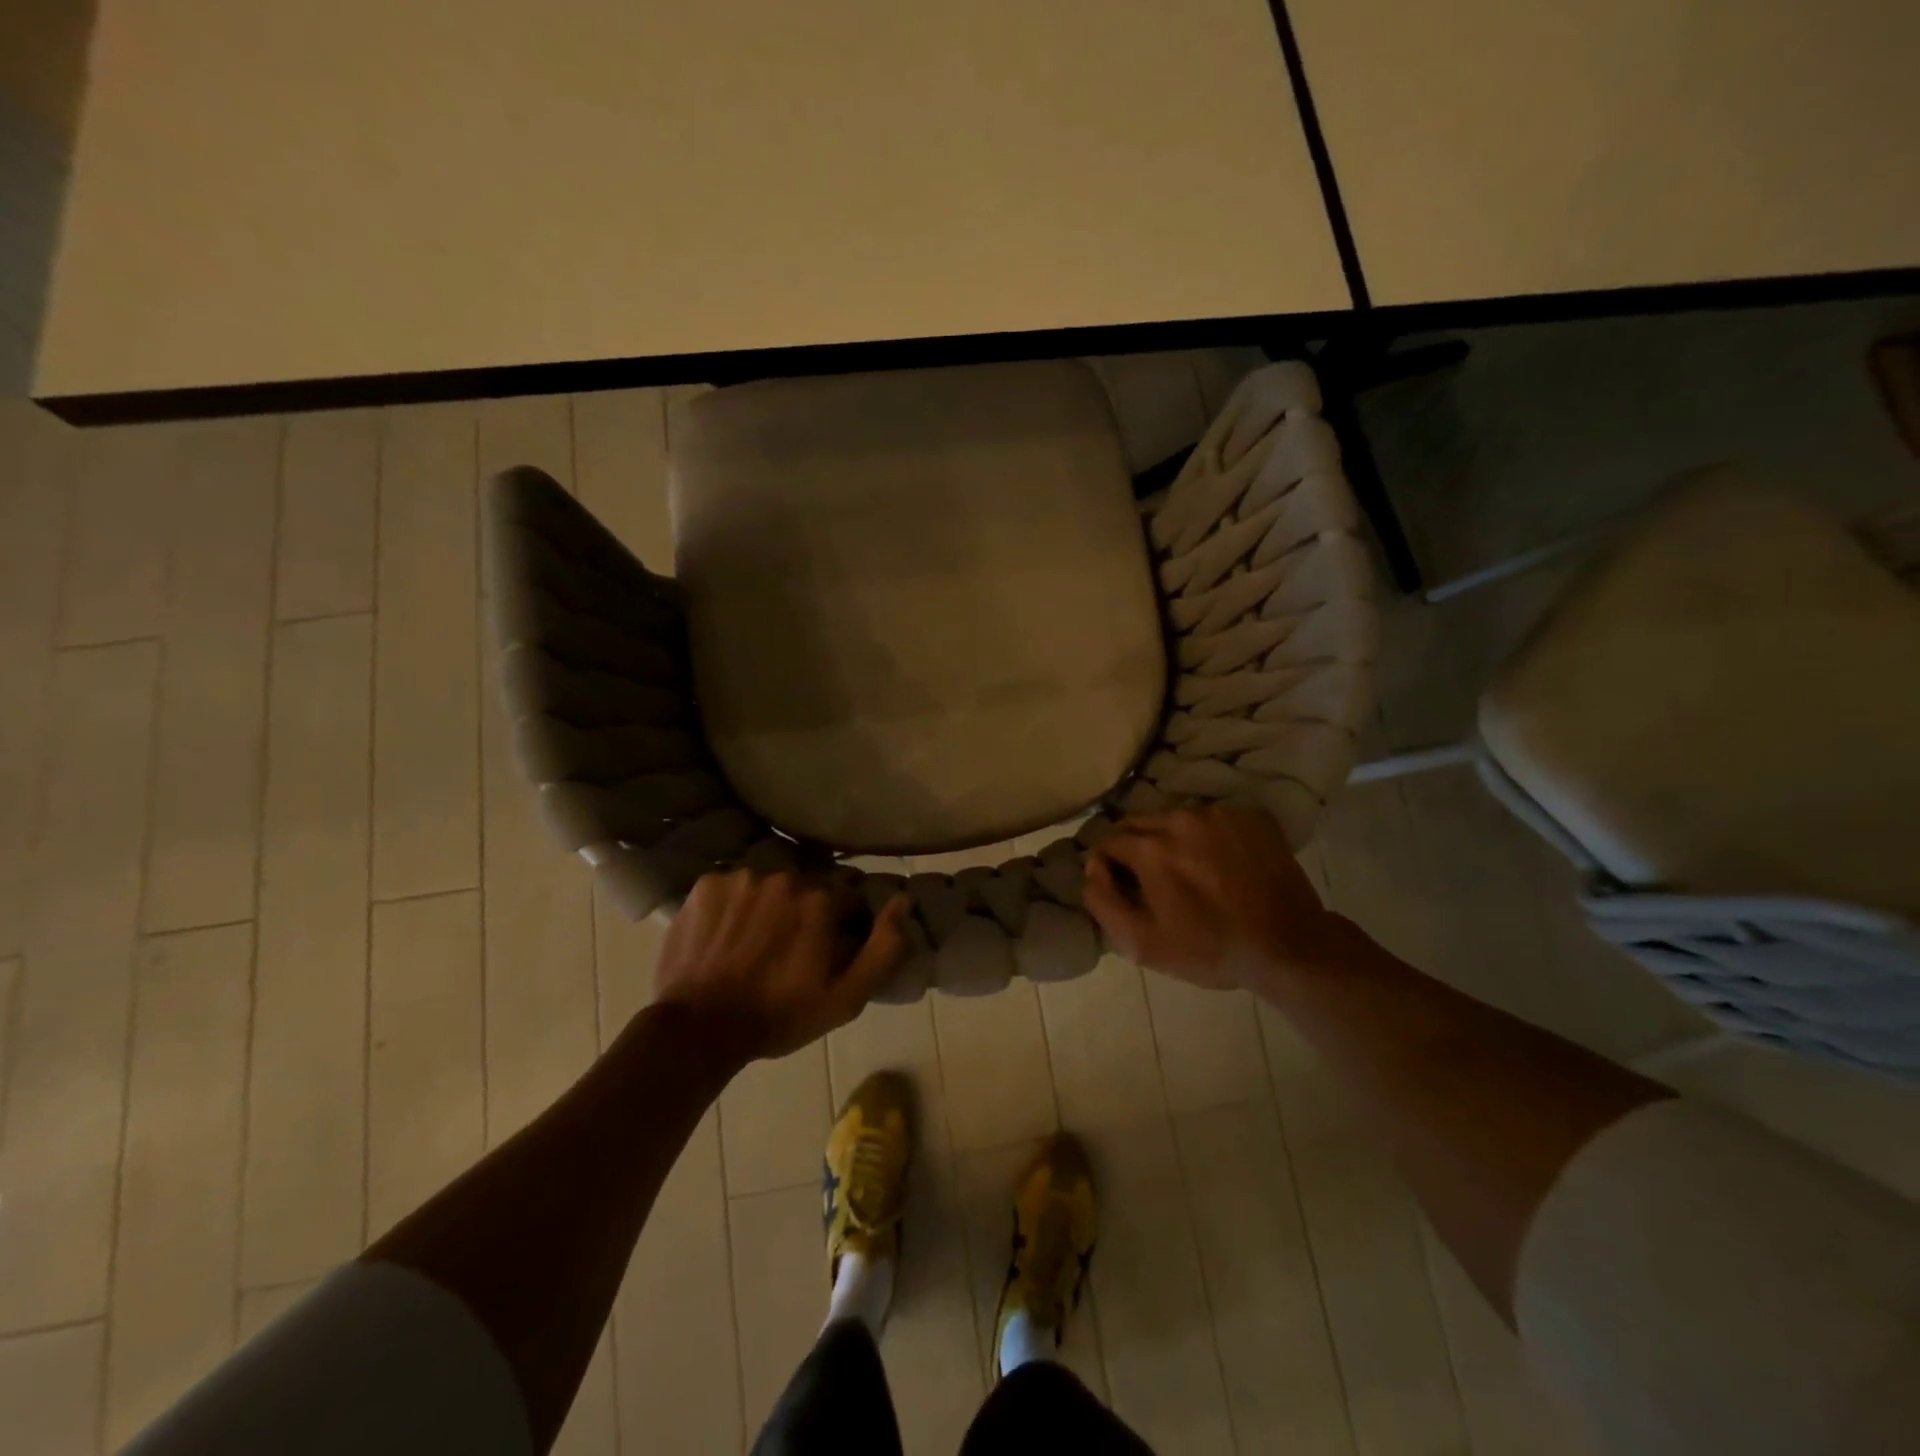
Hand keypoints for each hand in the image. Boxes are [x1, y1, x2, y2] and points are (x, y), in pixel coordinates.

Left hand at [654, 870, 911, 1060]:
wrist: (699, 1029)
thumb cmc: (779, 1016)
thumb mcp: (846, 997)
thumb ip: (884, 947)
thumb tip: (902, 901)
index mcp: (820, 899)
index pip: (847, 898)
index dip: (843, 925)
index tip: (829, 952)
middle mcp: (783, 876)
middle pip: (807, 887)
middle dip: (805, 912)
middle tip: (790, 951)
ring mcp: (740, 878)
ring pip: (768, 885)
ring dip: (769, 906)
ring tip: (754, 944)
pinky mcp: (705, 885)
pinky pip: (732, 888)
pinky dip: (734, 906)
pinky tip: (726, 937)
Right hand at [1084, 804, 1348, 989]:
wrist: (1290, 947)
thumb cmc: (1210, 949)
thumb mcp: (1142, 943)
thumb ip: (1102, 900)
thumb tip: (1091, 865)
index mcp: (1150, 847)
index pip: (1107, 840)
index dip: (1109, 864)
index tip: (1124, 886)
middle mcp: (1181, 818)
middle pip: (1139, 823)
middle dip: (1138, 847)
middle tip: (1156, 880)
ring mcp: (1220, 814)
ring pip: (1176, 818)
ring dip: (1174, 839)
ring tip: (1193, 872)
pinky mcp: (1251, 816)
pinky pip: (1214, 819)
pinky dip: (1210, 837)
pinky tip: (1224, 865)